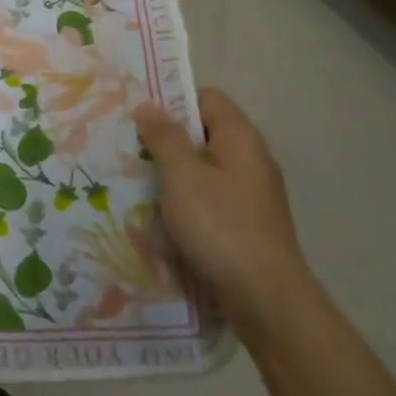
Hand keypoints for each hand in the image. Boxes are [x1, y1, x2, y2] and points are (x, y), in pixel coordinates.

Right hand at [135, 88, 309, 344]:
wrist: (264, 297)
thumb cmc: (219, 225)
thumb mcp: (181, 174)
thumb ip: (164, 136)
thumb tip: (148, 105)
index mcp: (240, 138)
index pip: (206, 98)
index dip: (173, 101)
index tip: (139, 117)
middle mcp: (252, 159)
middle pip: (204, 133)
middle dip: (167, 139)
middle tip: (130, 148)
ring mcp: (252, 193)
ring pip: (205, 168)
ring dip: (174, 173)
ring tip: (139, 182)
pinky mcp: (247, 222)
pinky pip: (211, 197)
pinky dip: (187, 200)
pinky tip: (164, 215)